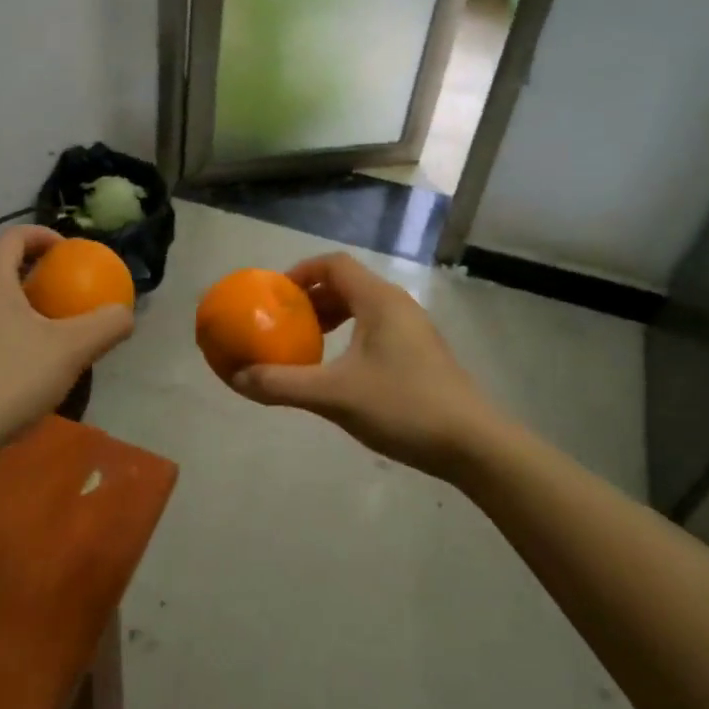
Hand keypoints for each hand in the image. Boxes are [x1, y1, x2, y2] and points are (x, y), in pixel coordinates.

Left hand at [0, 226, 133, 443]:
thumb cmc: (12, 377)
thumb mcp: (72, 350)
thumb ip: (105, 325)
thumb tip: (125, 314)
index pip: (13, 238)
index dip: (42, 236)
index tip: (67, 251)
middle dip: (30, 278)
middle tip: (59, 298)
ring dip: (12, 311)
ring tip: (40, 337)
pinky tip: (14, 372)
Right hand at [230, 252, 502, 477]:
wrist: (472, 443)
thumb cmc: (402, 406)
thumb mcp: (334, 395)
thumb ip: (282, 384)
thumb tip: (236, 378)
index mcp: (378, 300)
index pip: (333, 265)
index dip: (300, 273)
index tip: (274, 296)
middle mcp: (397, 305)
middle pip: (347, 284)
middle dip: (311, 298)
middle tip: (283, 323)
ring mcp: (413, 329)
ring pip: (362, 307)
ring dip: (331, 318)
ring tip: (306, 345)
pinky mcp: (420, 353)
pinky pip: (375, 328)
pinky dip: (349, 336)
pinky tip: (339, 370)